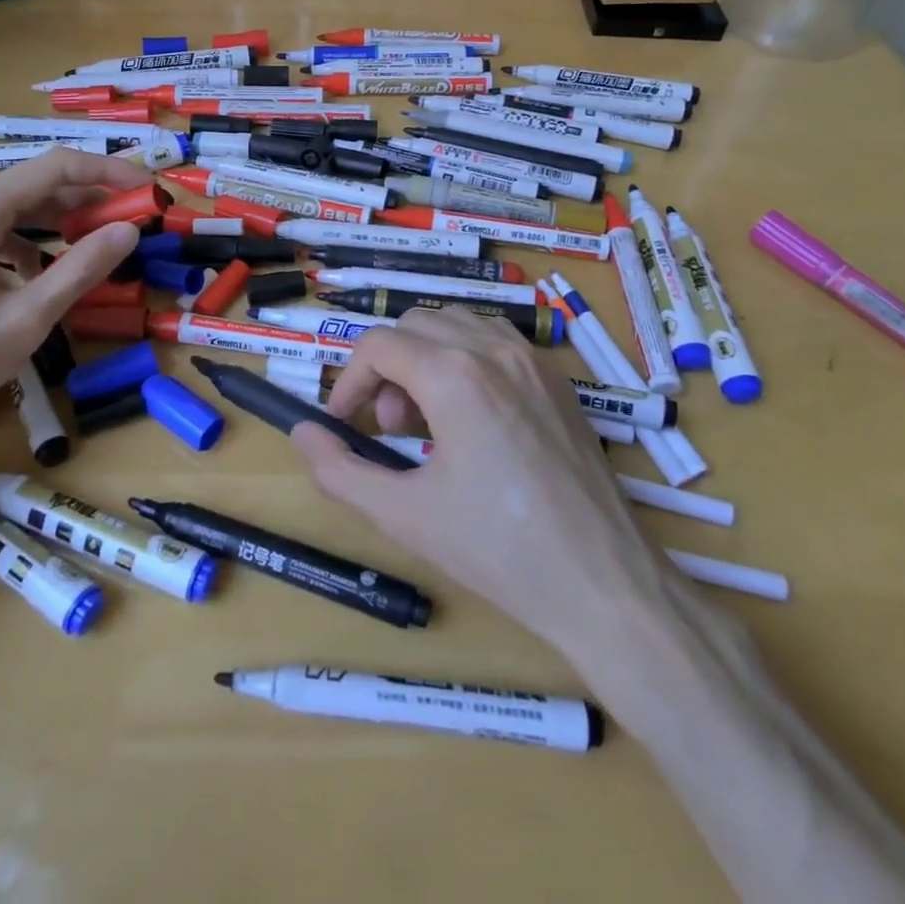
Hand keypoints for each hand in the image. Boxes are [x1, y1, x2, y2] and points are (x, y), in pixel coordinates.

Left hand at [0, 150, 149, 453]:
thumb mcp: (25, 318)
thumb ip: (81, 269)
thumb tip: (130, 231)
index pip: (58, 166)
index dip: (110, 172)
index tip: (149, 192)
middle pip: (37, 185)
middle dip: (90, 200)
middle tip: (133, 225)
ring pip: (17, 211)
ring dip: (62, 224)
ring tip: (99, 249)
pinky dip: (31, 246)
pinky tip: (45, 277)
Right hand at [291, 307, 666, 652]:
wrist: (603, 581)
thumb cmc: (498, 549)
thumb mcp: (403, 514)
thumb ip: (340, 469)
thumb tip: (302, 432)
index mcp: (455, 375)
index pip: (378, 345)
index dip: (348, 380)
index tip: (343, 423)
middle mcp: (494, 349)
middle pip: (414, 324)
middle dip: (386, 367)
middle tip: (389, 426)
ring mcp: (532, 358)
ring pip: (456, 323)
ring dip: (425, 356)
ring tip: (427, 419)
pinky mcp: (556, 378)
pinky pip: (495, 340)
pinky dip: (465, 358)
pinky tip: (471, 414)